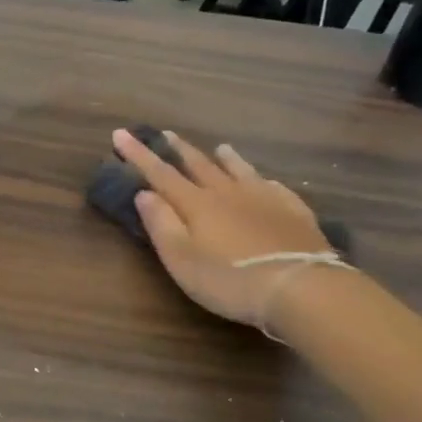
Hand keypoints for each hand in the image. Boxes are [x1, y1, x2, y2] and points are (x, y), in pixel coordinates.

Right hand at [114, 129, 333, 327]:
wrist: (301, 288)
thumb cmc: (230, 280)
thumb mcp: (181, 259)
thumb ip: (161, 224)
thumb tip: (143, 193)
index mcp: (197, 204)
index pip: (160, 173)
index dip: (139, 154)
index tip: (121, 133)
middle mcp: (228, 193)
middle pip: (200, 165)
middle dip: (179, 149)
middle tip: (166, 133)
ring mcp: (265, 199)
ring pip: (240, 171)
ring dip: (225, 158)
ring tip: (220, 148)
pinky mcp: (294, 212)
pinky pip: (275, 188)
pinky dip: (263, 180)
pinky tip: (267, 181)